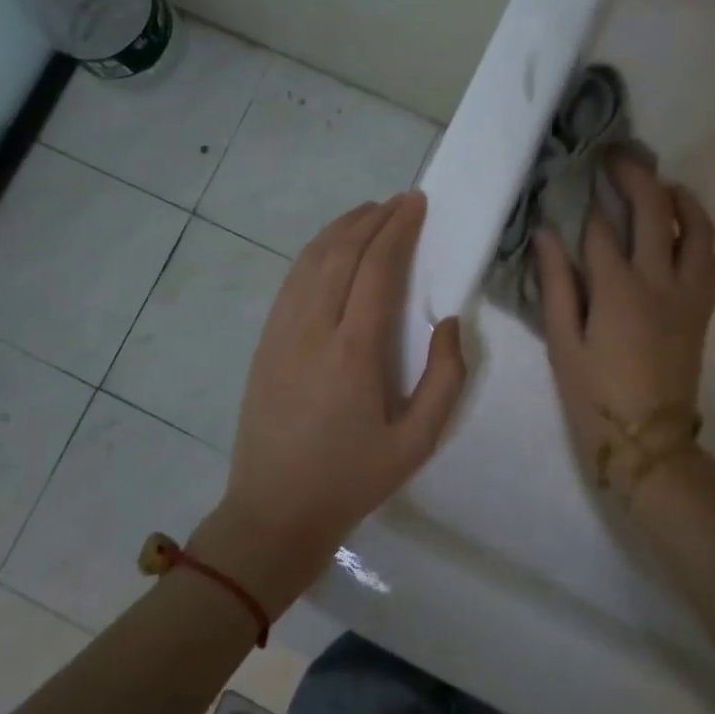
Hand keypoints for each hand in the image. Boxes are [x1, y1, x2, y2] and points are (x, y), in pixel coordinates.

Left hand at [196, 192, 466, 613]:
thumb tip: (449, 323)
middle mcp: (313, 328)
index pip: (377, 267)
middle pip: (342, 251)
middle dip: (373, 218)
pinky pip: (292, 280)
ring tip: (370, 212)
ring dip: (342, 228)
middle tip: (401, 202)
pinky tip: (331, 247)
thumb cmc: (352, 478)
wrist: (274, 511)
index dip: (398, 228)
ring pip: (311, 259)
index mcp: (353, 350)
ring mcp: (282, 331)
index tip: (417, 204)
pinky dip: (315, 251)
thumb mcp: (418, 442)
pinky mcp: (266, 341)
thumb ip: (446, 379)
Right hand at [533, 156, 714, 493]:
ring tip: (662, 186)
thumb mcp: (562, 344)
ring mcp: (689, 294)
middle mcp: (661, 281)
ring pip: (698, 229)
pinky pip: (713, 260)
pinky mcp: (703, 310)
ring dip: (681, 199)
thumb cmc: (595, 397)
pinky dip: (700, 236)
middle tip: (617, 156)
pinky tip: (683, 235)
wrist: (650, 444)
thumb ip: (556, 285)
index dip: (587, 201)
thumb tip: (546, 233)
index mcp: (618, 290)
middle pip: (655, 210)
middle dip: (635, 175)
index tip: (576, 178)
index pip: (602, 228)